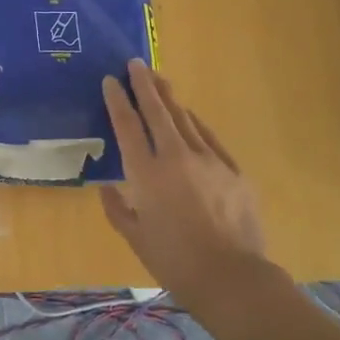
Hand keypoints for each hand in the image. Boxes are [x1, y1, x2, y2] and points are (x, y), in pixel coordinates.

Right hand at [100, 60, 266, 298]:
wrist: (232, 277)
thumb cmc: (174, 261)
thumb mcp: (135, 238)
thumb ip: (117, 209)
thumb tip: (107, 188)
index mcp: (146, 174)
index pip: (127, 126)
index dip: (117, 100)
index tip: (109, 81)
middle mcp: (175, 158)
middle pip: (157, 111)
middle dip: (144, 85)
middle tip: (135, 63)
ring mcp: (208, 161)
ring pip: (184, 119)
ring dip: (169, 97)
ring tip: (159, 79)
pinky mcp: (233, 170)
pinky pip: (208, 138)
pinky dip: (195, 123)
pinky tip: (189, 115)